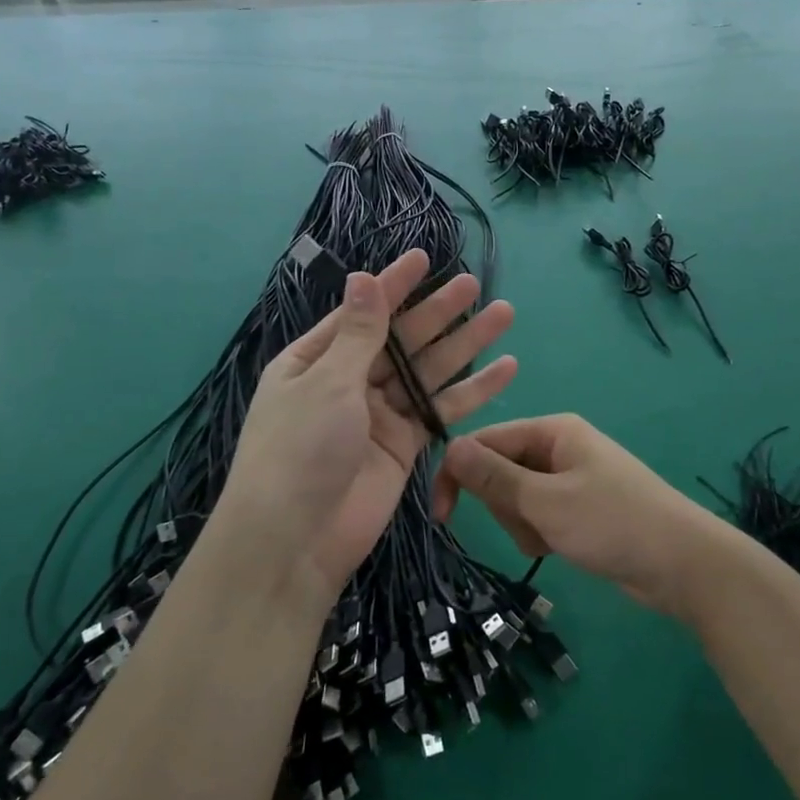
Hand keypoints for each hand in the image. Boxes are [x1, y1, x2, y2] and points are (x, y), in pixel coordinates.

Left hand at [220, 250, 515, 603]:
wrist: (295, 541)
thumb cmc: (300, 449)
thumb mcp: (328, 382)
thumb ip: (359, 333)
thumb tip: (363, 278)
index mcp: (315, 359)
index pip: (363, 312)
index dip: (394, 285)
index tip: (424, 257)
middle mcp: (348, 381)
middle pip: (402, 339)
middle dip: (438, 312)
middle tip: (474, 285)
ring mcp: (379, 414)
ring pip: (429, 372)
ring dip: (465, 346)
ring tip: (503, 315)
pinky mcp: (404, 445)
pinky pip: (441, 411)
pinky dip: (472, 393)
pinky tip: (504, 369)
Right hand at [431, 414, 726, 620]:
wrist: (682, 565)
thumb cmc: (612, 523)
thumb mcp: (546, 501)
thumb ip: (495, 476)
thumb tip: (449, 447)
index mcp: (552, 431)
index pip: (486, 441)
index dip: (459, 474)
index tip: (442, 516)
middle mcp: (559, 446)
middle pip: (500, 470)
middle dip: (505, 505)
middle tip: (532, 527)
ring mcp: (570, 477)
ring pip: (517, 497)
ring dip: (523, 524)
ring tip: (552, 541)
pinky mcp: (578, 507)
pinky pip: (538, 514)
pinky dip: (540, 534)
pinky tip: (561, 549)